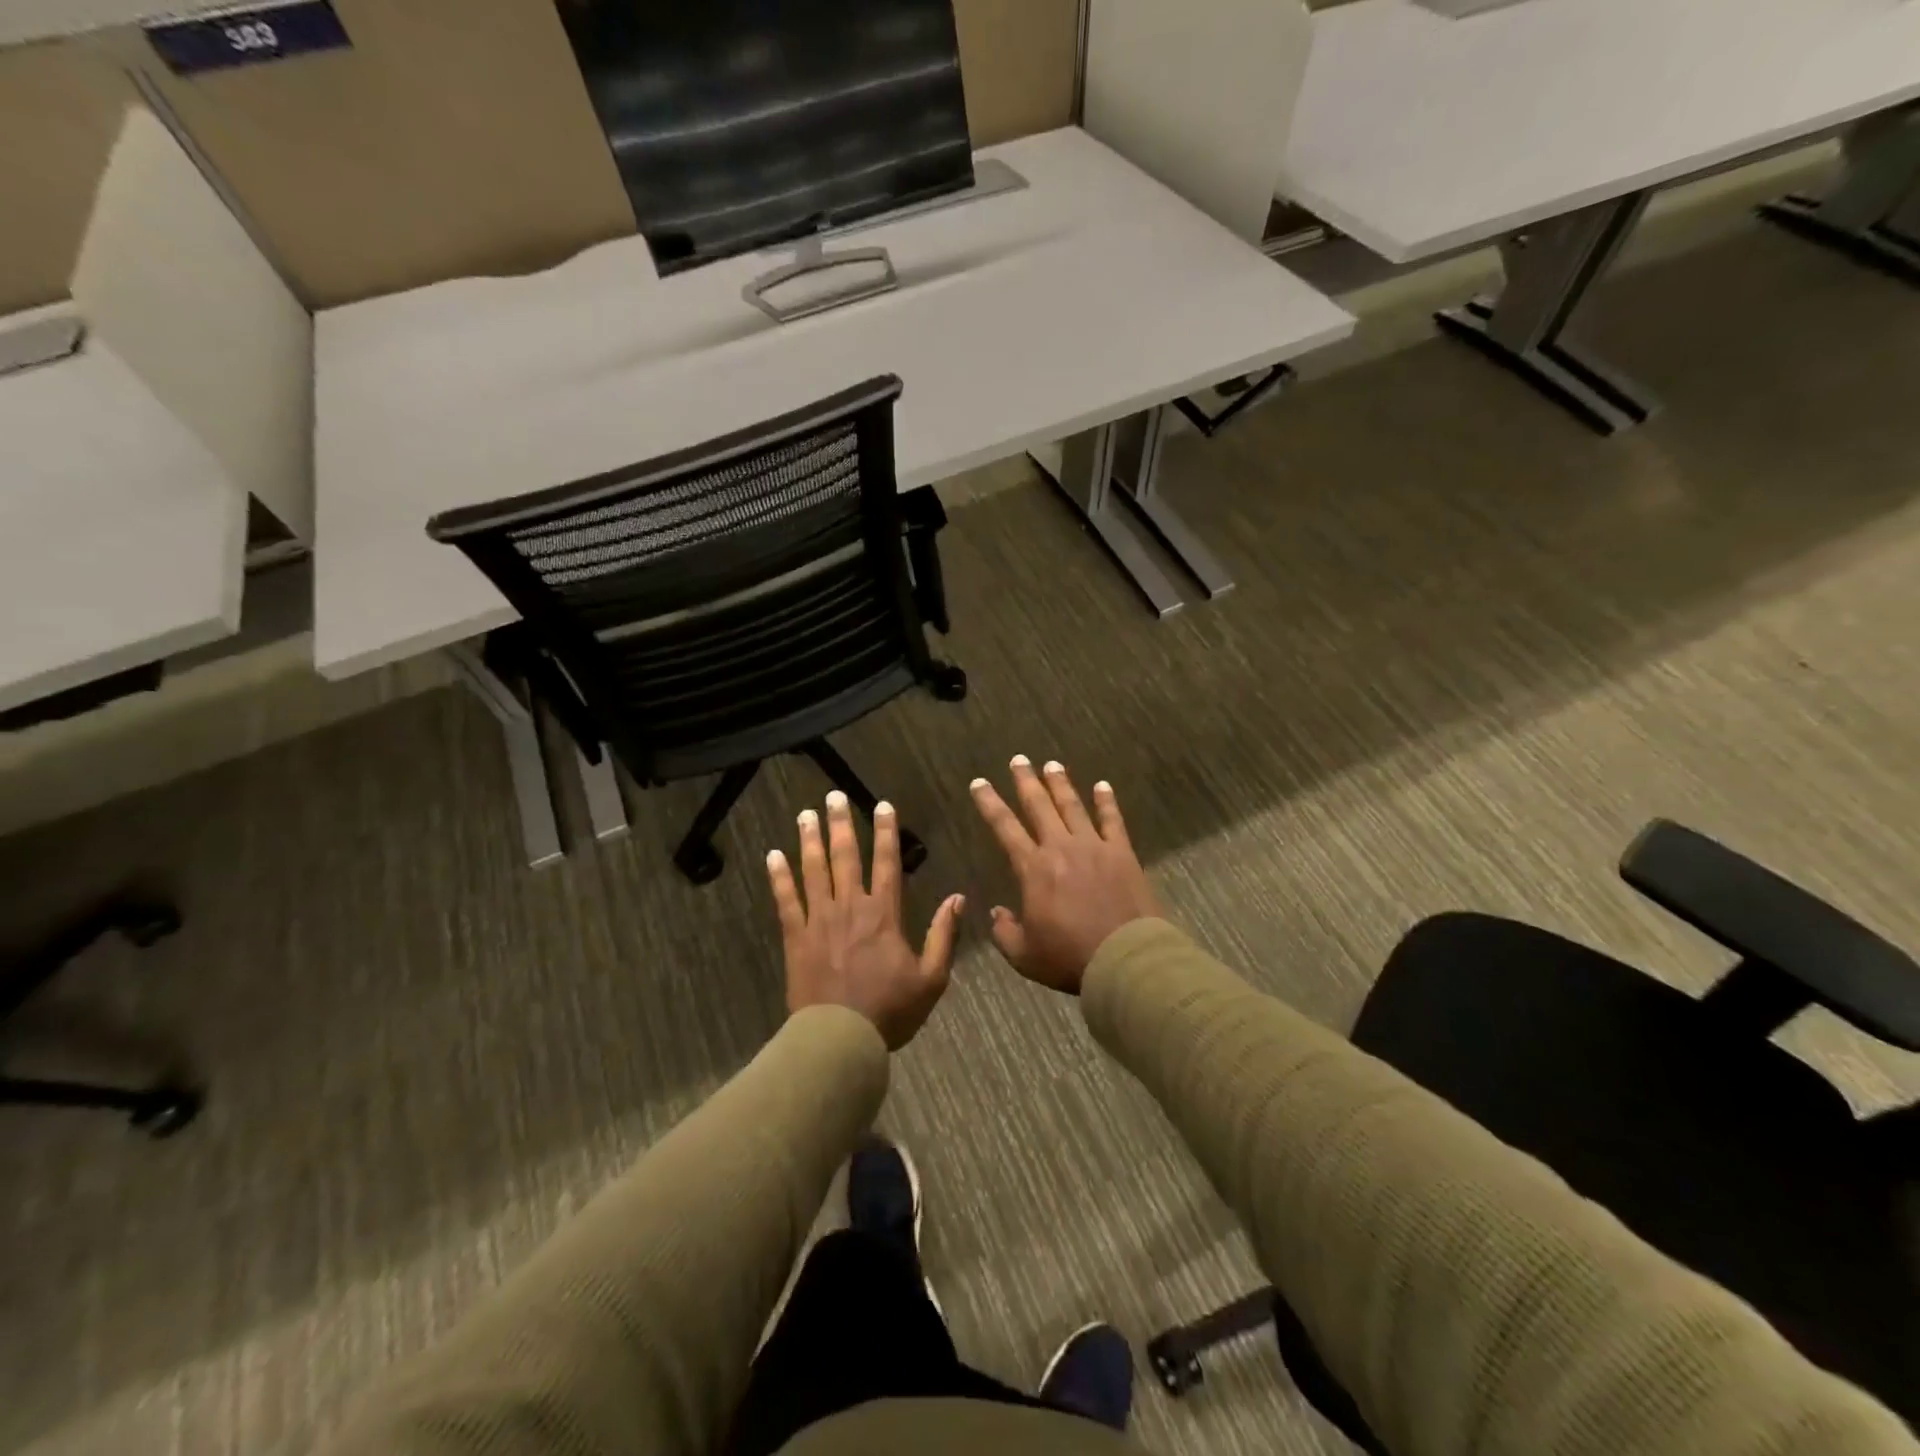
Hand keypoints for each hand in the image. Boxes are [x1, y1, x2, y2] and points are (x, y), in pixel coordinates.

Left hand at [768, 790, 963, 1049]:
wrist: (840, 1038)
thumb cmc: (890, 1010)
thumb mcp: (932, 978)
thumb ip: (944, 935)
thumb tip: (958, 898)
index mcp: (884, 914)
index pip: (887, 863)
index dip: (886, 832)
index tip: (883, 805)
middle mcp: (851, 907)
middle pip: (845, 857)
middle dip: (841, 824)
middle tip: (834, 796)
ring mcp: (819, 920)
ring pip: (814, 870)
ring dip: (810, 840)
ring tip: (806, 814)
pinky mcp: (796, 937)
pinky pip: (786, 900)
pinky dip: (779, 877)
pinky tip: (772, 855)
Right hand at [970, 758, 1159, 993]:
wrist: (1125, 959)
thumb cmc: (1069, 958)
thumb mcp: (1024, 955)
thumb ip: (1005, 931)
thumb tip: (997, 913)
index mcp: (1033, 868)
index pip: (1005, 828)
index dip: (990, 803)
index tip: (979, 783)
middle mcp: (1061, 848)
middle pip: (1039, 806)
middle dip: (1026, 781)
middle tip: (1018, 759)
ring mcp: (1094, 847)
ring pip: (1073, 806)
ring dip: (1061, 784)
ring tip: (1051, 764)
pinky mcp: (1122, 853)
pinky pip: (1113, 820)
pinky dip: (1107, 802)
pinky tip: (1102, 785)